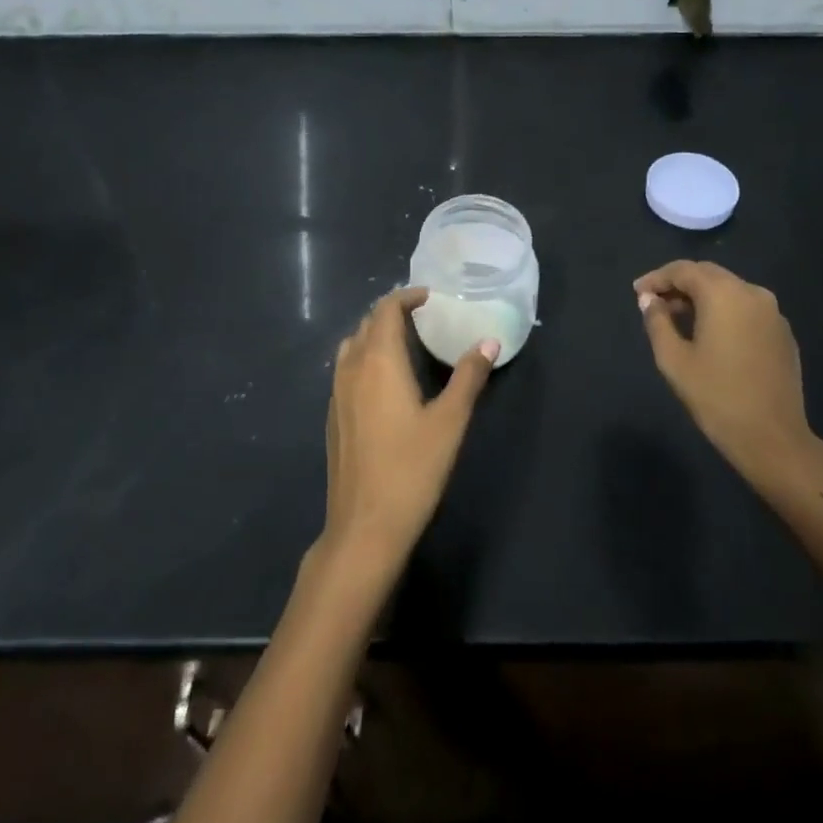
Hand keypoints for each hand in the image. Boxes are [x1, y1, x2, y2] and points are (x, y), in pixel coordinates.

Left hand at [319, 287, 496, 575]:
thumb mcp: (449, 422)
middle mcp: (350, 369)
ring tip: (405, 344)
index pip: (385, 310)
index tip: (429, 297)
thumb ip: (469, 377)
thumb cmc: (411, 469)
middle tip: (423, 317)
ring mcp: (336, 394)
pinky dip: (365, 359)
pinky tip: (385, 382)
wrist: (364, 526)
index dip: (405, 297)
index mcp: (378, 361)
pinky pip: (346, 370)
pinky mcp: (333, 417)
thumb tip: (488, 342)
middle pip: (366, 324)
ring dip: (375, 335)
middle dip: (391, 313)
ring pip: (351, 347)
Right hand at [634, 261, 822, 499]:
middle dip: (679, 284)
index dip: (657, 278)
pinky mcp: (783, 333)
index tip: (637, 292)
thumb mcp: (674, 359)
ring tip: (678, 317)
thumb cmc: (716, 396)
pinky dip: (724, 311)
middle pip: (709, 275)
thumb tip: (649, 300)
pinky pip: (747, 309)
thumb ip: (657, 322)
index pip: (684, 270)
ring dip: (702, 297)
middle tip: (654, 302)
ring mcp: (773, 312)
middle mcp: (752, 293)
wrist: (772, 437)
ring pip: (729, 290)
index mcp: (724, 294)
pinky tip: (710, 333)